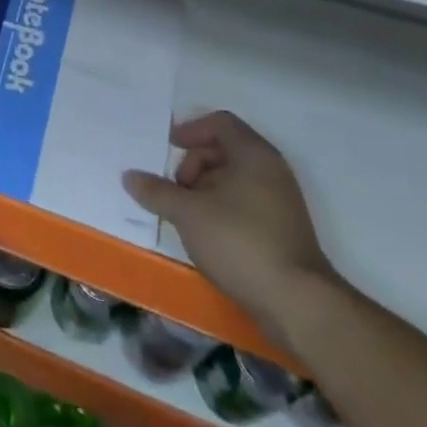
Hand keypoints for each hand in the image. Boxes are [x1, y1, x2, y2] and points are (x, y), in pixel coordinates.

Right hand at [122, 112, 337, 347]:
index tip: (169, 147)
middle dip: (194, 164)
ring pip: (234, 179)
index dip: (191, 129)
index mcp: (254, 155)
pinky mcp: (283, 230)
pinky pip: (245, 202)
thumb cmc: (240, 242)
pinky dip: (221, 207)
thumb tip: (129, 176)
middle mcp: (272, 171)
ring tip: (186, 215)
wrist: (298, 304)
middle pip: (225, 149)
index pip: (220, 122)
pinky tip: (205, 233)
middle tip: (175, 189)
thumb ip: (156, 191)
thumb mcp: (188, 213)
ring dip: (204, 189)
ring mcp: (281, 201)